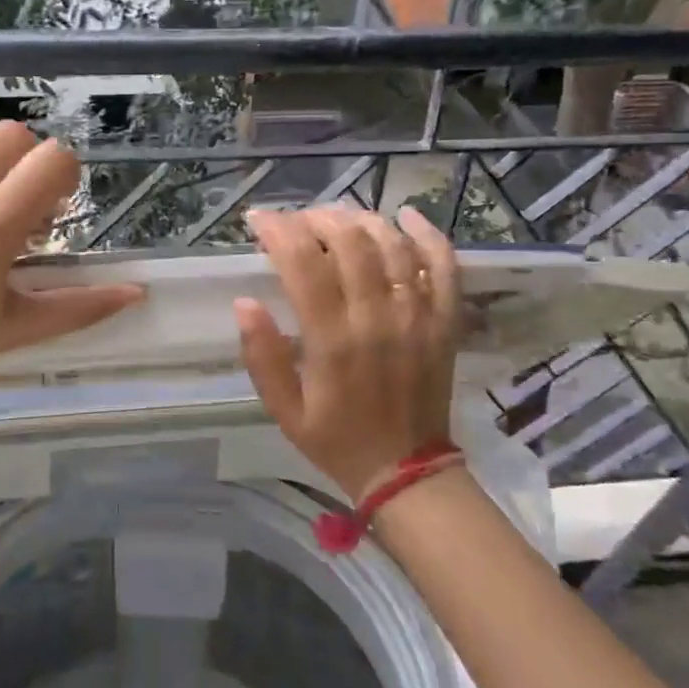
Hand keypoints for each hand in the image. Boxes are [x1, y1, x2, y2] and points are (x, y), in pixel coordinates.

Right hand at [235, 206, 462, 497]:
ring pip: (392, 244)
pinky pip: (443, 266)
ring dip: (360, 219)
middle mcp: (377, 318)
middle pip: (350, 241)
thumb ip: (262, 356)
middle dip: (316, 218)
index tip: (258, 219)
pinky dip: (427, 234)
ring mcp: (418, 316)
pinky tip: (406, 216)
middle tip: (296, 221)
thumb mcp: (283, 410)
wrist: (406, 471)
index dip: (278, 230)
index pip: (304, 263)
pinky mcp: (445, 321)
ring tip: (336, 218)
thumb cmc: (336, 439)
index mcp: (333, 340)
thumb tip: (244, 302)